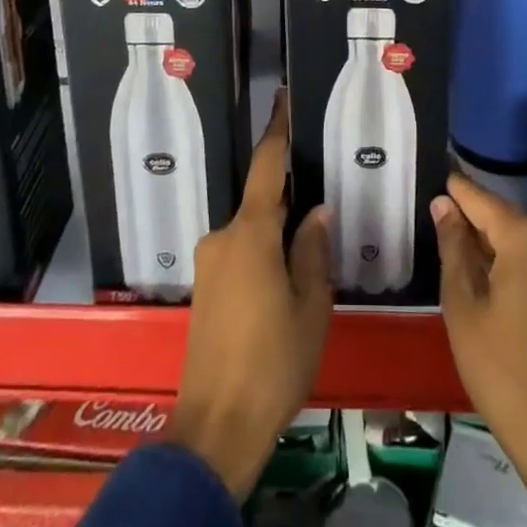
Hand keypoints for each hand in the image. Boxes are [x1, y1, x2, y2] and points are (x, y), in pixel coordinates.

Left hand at [170, 92, 332, 500]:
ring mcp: (210, 264)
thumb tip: (316, 212)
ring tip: (308, 252)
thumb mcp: (310, 306)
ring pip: (251, 232)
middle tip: (322, 200)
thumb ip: (312, 251)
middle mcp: (223, 237)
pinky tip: (283, 281)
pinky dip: (262, 254)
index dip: (277, 130)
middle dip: (288, 199)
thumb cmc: (272, 362)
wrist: (215, 427)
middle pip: (261, 202)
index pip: (266, 166)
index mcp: (251, 233)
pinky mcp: (205, 289)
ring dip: (276, 233)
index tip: (282, 98)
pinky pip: (239, 253)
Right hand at [432, 172, 526, 526]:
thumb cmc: (501, 368)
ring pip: (517, 237)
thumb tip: (444, 204)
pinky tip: (482, 271)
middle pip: (501, 215)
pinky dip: (506, 258)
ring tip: (450, 240)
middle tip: (434, 210)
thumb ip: (453, 247)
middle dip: (469, 215)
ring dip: (487, 239)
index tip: (433, 167)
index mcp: (525, 237)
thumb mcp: (463, 304)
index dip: (455, 187)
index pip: (480, 198)